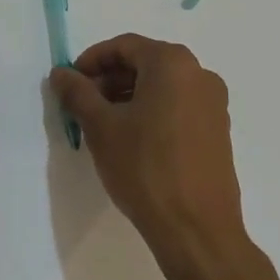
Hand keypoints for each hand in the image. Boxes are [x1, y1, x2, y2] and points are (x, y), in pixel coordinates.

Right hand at [49, 34, 246, 269]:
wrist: (198, 232)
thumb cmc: (145, 168)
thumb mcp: (101, 127)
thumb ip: (77, 93)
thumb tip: (60, 73)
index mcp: (172, 63)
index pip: (124, 46)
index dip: (92, 61)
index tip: (71, 83)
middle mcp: (199, 74)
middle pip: (144, 63)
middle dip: (110, 80)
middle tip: (83, 105)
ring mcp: (213, 104)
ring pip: (161, 86)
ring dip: (129, 97)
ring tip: (104, 125)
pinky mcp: (218, 132)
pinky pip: (178, 107)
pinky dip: (152, 112)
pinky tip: (133, 141)